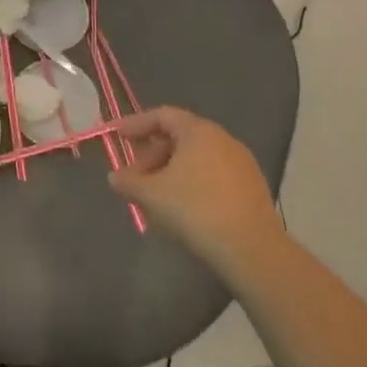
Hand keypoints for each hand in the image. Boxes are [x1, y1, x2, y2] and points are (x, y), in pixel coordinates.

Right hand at [110, 107, 282, 274]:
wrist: (252, 250)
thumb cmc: (195, 210)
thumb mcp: (151, 195)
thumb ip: (128, 182)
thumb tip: (115, 177)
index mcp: (199, 131)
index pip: (162, 115)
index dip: (136, 124)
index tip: (118, 137)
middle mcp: (223, 139)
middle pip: (180, 136)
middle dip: (152, 154)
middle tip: (136, 176)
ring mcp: (241, 164)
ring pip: (197, 158)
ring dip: (171, 171)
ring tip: (156, 196)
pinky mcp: (252, 188)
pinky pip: (213, 175)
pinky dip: (192, 183)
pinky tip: (183, 208)